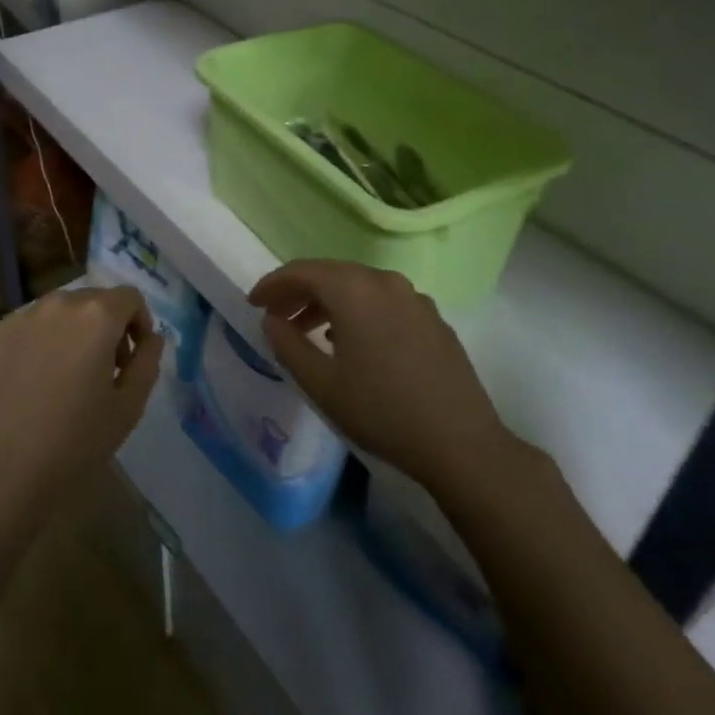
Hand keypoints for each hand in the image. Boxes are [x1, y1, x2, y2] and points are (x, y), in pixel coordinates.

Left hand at [0, 285, 163, 523]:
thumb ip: (148, 361)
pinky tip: (33, 382)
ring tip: (66, 375)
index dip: (139, 323)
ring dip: (71, 331)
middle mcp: (58, 303)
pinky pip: (27, 327)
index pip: (130, 297)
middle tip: (103, 369)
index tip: (133, 358)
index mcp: (96, 315)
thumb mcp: (130, 405)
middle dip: (106, 326)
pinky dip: (38, 342)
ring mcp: (20, 316)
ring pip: (58, 311)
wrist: (4, 470)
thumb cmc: (77, 440)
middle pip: (93, 300)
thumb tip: (151, 337)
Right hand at [249, 260, 514, 489]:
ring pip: (359, 287)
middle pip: (331, 274)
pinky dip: (358, 312)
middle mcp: (385, 281)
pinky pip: (384, 302)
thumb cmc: (381, 410)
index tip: (253, 304)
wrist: (461, 443)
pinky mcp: (433, 319)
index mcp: (354, 289)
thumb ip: (288, 345)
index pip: (301, 271)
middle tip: (276, 317)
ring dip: (329, 303)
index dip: (272, 285)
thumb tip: (272, 320)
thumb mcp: (321, 383)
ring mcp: (414, 298)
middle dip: (299, 292)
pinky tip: (353, 343)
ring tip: (309, 333)